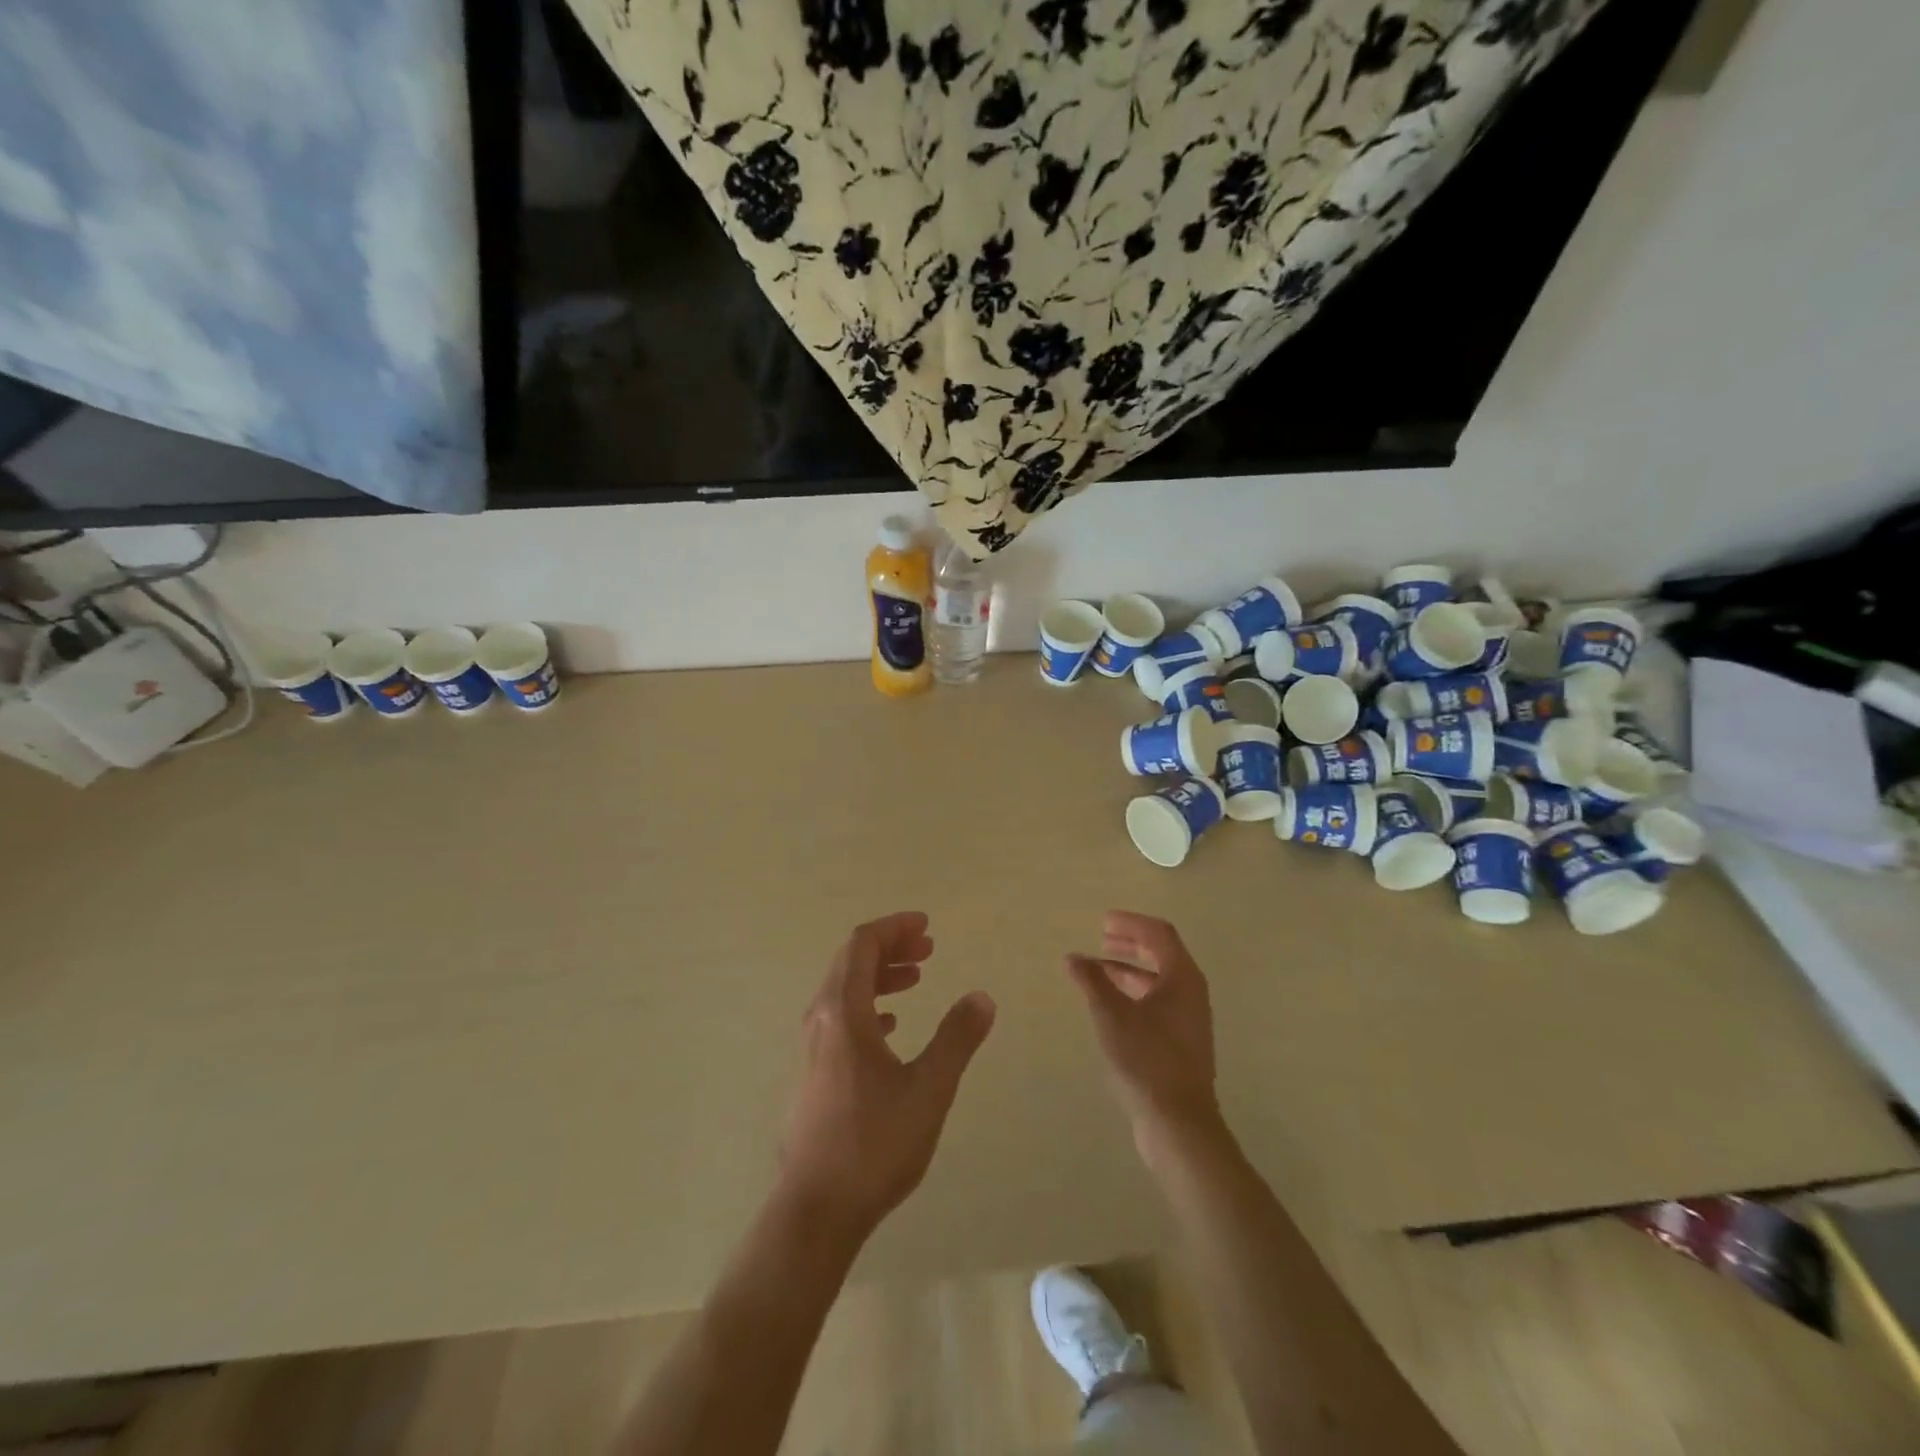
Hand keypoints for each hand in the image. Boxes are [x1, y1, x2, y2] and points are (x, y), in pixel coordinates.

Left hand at [779, 912, 995, 1245]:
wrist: (816, 1209)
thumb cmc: (874, 1143)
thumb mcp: (929, 1088)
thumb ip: (957, 1038)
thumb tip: (981, 997)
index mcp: (842, 1011)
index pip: (862, 944)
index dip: (895, 928)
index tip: (926, 927)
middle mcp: (819, 1019)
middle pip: (851, 962)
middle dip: (890, 948)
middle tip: (928, 950)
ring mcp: (810, 1047)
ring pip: (844, 991)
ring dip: (879, 977)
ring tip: (916, 980)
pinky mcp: (810, 1073)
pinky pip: (838, 1018)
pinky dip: (867, 1007)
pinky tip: (889, 1027)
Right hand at [1066, 912, 1223, 1164]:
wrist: (1178, 1122)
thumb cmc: (1146, 1059)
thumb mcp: (1112, 1014)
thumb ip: (1092, 980)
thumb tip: (1073, 957)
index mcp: (1182, 977)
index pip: (1159, 934)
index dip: (1131, 923)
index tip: (1103, 921)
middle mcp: (1191, 992)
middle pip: (1162, 954)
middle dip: (1131, 943)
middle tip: (1102, 938)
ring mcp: (1189, 1019)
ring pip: (1159, 980)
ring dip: (1129, 969)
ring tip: (1097, 970)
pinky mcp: (1182, 1042)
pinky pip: (1158, 1002)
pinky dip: (1134, 993)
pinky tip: (1110, 1005)